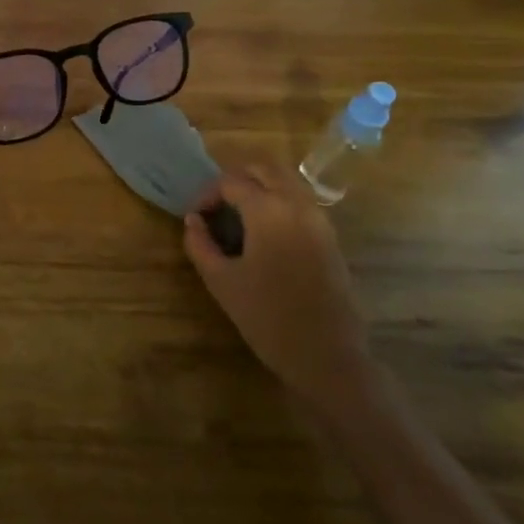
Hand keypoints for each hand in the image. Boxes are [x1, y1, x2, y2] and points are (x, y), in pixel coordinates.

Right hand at [183, 162, 371, 408]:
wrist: (327, 356)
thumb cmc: (267, 318)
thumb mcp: (221, 281)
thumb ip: (200, 245)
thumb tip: (192, 221)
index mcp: (268, 210)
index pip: (231, 181)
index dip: (207, 194)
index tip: (195, 218)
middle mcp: (297, 204)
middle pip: (263, 168)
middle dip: (235, 179)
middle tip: (216, 206)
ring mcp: (319, 218)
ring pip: (286, 180)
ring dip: (259, 186)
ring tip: (238, 215)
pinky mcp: (330, 236)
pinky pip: (300, 200)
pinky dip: (278, 200)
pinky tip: (264, 231)